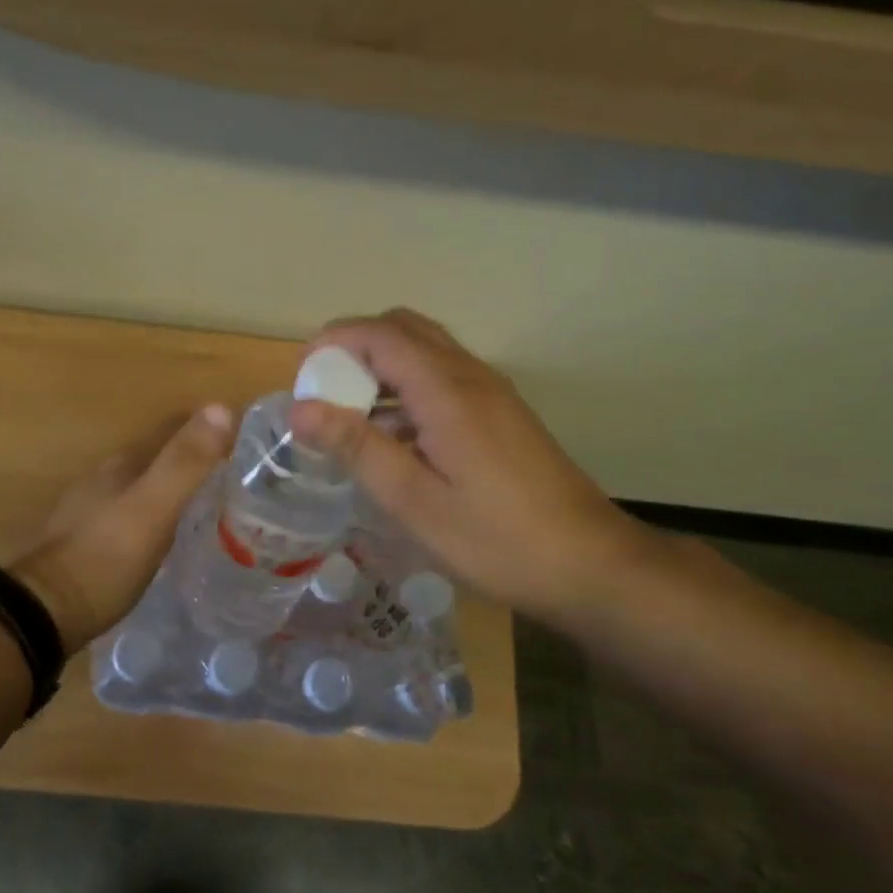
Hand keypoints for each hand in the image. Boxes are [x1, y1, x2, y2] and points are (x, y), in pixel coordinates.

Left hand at [11, 405, 234, 653]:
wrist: (46, 613)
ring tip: (212, 505)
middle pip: (156, 459)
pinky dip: (158, 518)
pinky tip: (171, 536)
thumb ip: (184, 462)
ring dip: (175, 490)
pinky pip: (134, 518)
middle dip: (192, 461)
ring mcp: (92, 513)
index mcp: (121, 465)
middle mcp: (104, 481)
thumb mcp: (153, 508)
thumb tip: (221, 407)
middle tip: (237, 474)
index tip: (243, 437)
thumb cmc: (105, 557)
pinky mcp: (89, 545)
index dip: (205, 429)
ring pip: (143, 489)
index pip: (169, 431)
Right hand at [290, 309, 659, 625]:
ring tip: (350, 419)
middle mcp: (471, 376)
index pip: (381, 334)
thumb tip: (301, 408)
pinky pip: (444, 379)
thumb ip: (358, 447)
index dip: (333, 342)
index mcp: (447, 390)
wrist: (591, 564)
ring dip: (382, 369)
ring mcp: (492, 393)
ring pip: (426, 351)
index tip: (301, 379)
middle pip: (404, 329)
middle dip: (355, 348)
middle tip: (324, 394)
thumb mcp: (414, 501)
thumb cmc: (496, 539)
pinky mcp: (502, 415)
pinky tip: (395, 441)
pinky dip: (408, 389)